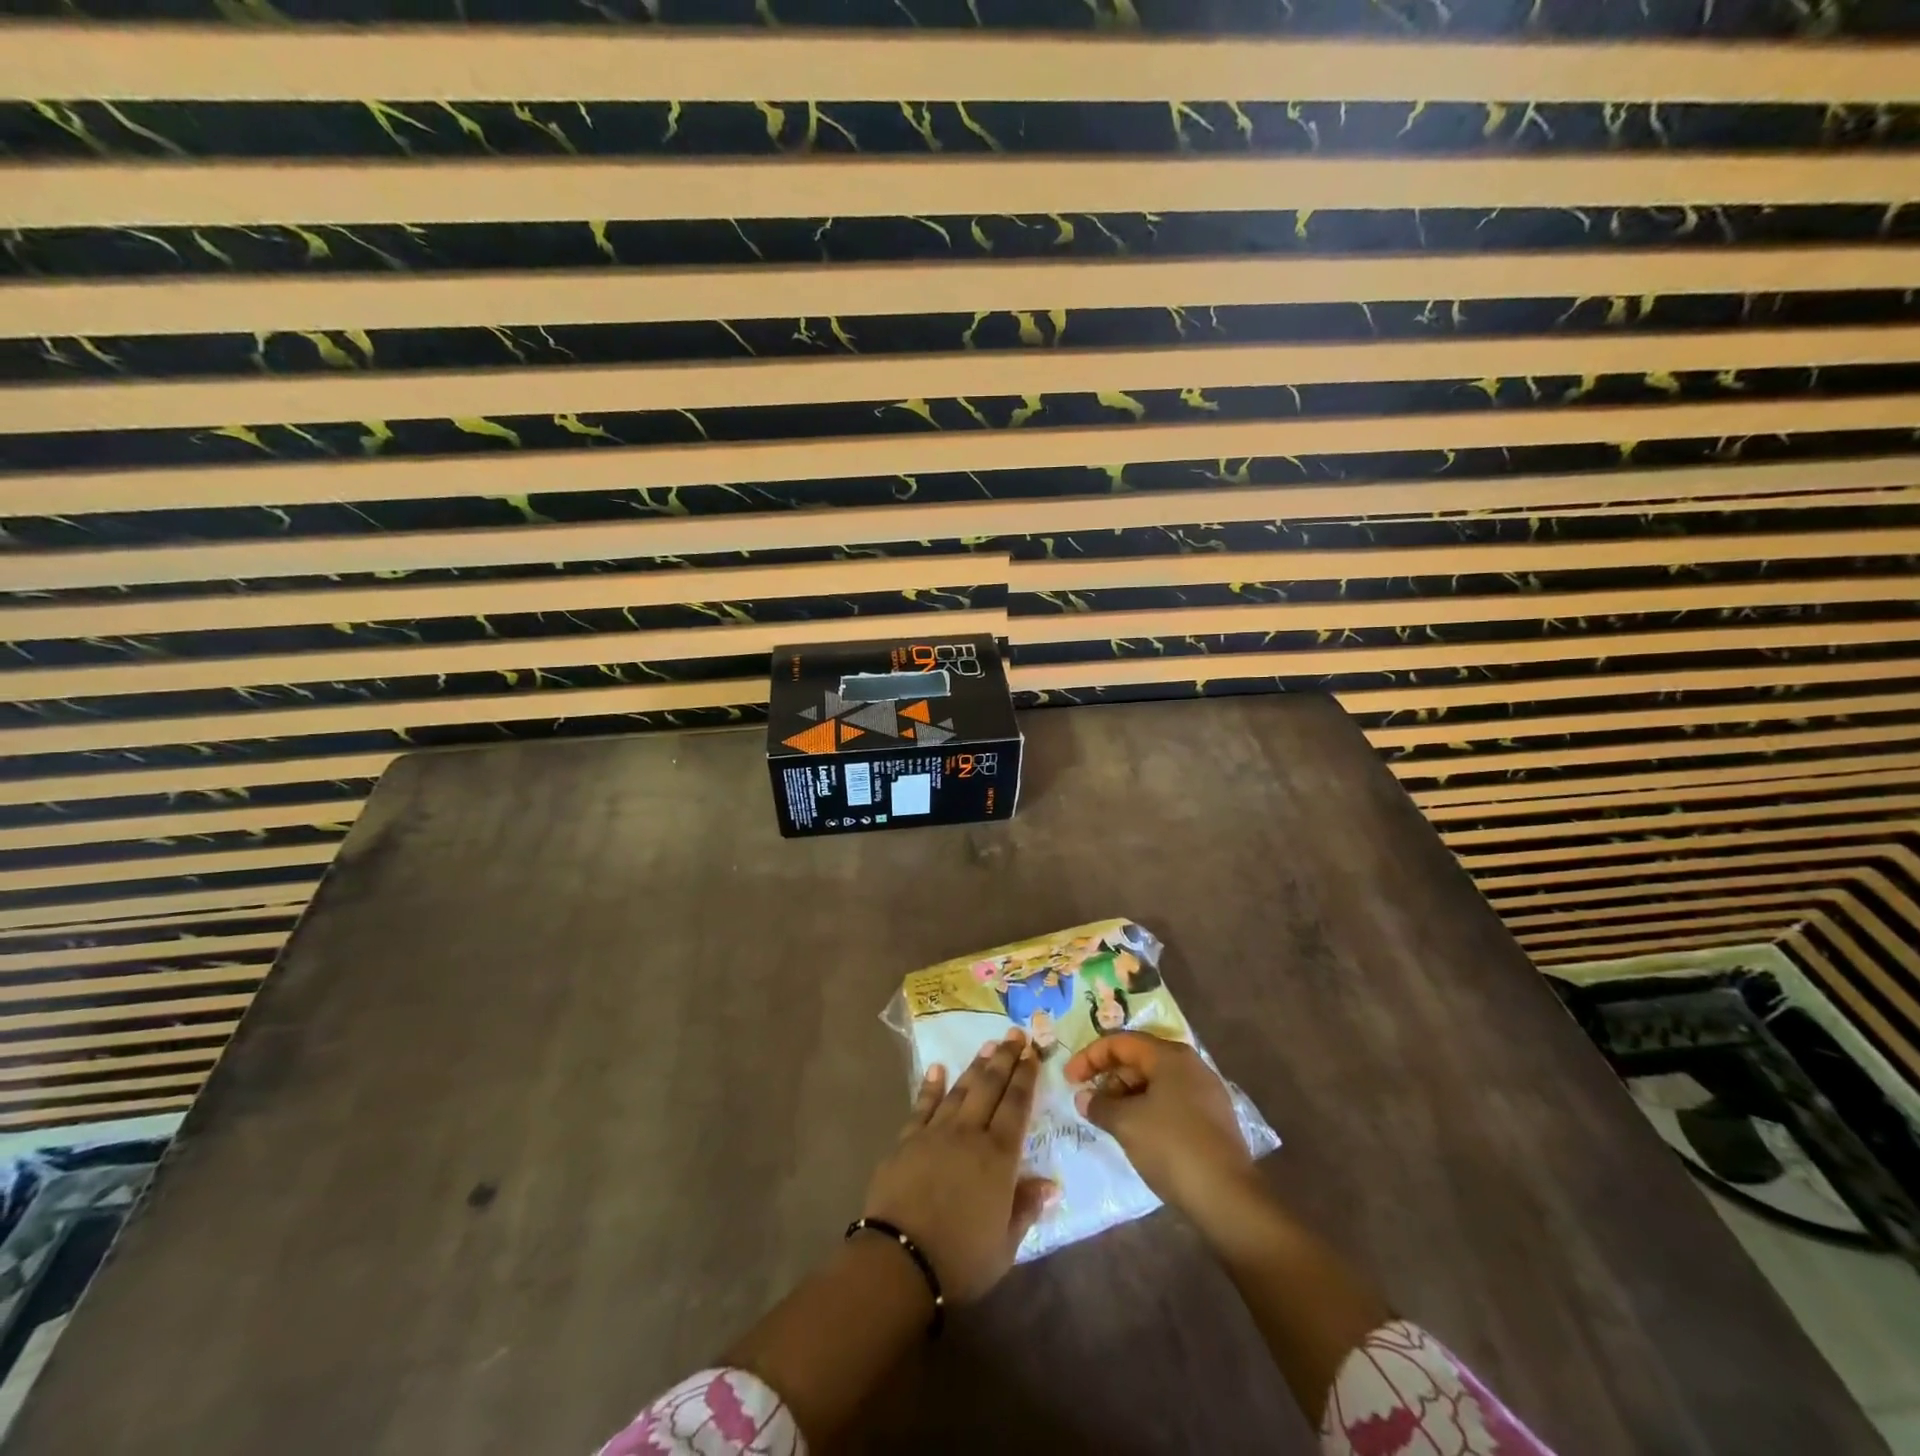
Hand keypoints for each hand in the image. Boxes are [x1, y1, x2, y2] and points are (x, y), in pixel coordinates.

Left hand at [862, 1029, 1054, 1303]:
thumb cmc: (960, 1258)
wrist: (900, 1259)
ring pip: (960, 1090)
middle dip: (1005, 1059)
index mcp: (998, 1157)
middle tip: (1015, 1035)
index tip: (1033, 1053)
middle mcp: (969, 1133)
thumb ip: (1026, 1208)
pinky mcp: (908, 1139)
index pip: (1016, 1106)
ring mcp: (936, 1132)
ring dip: (975, 1066)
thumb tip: (1051, 1184)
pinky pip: (923, 1105)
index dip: (1026, 1077)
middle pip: (990, 1087)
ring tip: (988, 1045)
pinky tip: (938, 1069)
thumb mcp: (1005, 1245)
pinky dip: (932, 1085)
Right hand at [1064, 1032, 1252, 1214]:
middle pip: (1139, 1059)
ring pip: (1155, 1082)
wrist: (1228, 1198)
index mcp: (1170, 1055)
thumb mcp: (1126, 1124)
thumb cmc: (1172, 1147)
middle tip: (1089, 1102)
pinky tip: (1136, 1132)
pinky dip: (1147, 1109)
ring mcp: (1205, 1091)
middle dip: (1109, 1077)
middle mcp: (1190, 1065)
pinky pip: (1170, 1101)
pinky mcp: (1212, 1118)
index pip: (1120, 1042)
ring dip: (1127, 1095)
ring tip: (1109, 1120)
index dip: (1090, 1057)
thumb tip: (1084, 1098)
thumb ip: (1100, 1105)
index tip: (1069, 1079)